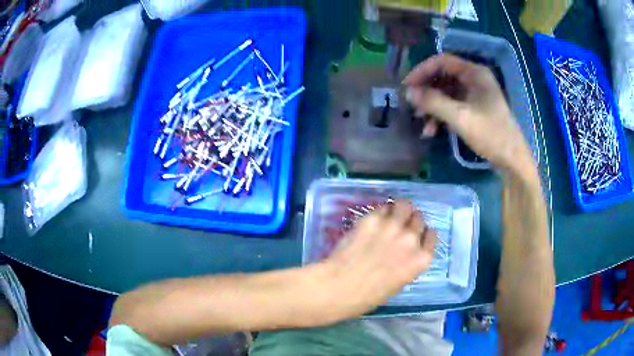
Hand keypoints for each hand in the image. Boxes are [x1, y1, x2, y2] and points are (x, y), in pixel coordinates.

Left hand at [324, 201, 435, 319]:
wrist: (341, 287)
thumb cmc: (369, 295)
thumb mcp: (399, 282)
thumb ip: (407, 263)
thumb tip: (403, 251)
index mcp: (421, 259)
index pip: (431, 235)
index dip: (423, 234)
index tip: (416, 235)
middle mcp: (411, 239)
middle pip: (419, 219)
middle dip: (411, 221)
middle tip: (401, 226)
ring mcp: (393, 226)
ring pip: (404, 205)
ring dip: (400, 210)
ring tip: (391, 216)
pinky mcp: (373, 218)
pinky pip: (383, 208)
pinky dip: (381, 212)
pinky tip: (374, 220)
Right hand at [403, 54, 534, 174]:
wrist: (512, 161)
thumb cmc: (491, 135)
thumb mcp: (460, 118)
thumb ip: (433, 102)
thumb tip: (408, 92)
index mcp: (475, 73)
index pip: (442, 61)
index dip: (422, 70)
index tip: (407, 86)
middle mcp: (474, 79)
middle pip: (443, 77)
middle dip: (426, 91)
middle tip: (411, 105)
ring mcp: (475, 95)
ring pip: (446, 93)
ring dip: (432, 106)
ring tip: (421, 122)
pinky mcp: (475, 109)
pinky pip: (453, 106)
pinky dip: (441, 115)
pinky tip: (432, 130)